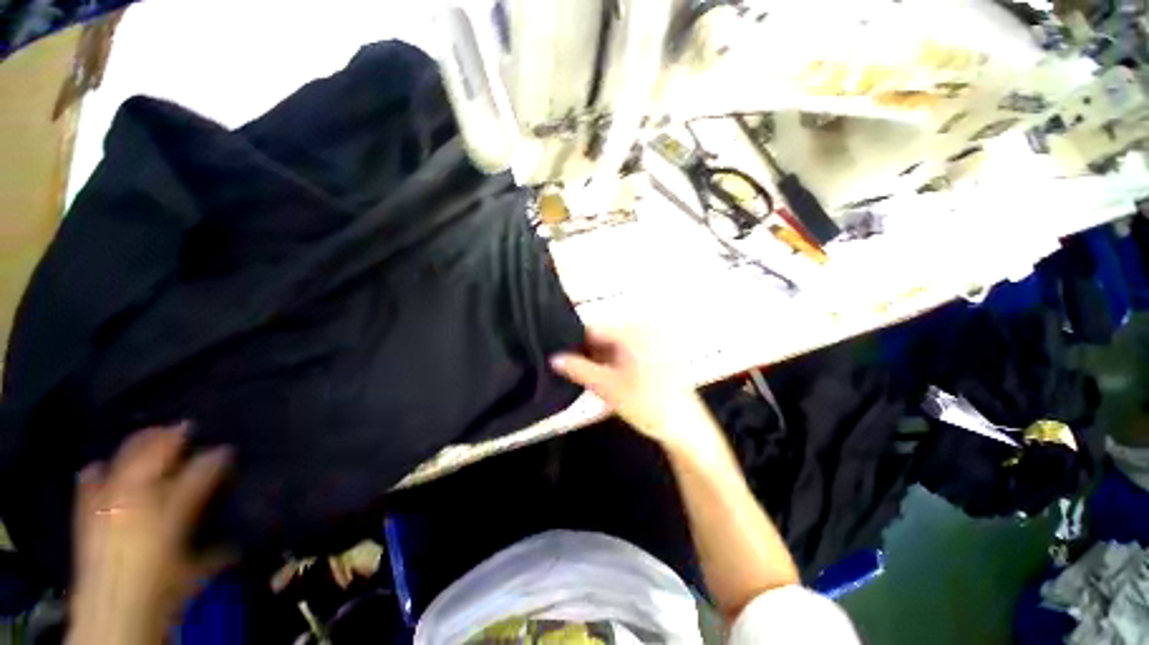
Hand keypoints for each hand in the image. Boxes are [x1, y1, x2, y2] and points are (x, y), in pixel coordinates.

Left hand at [68, 424, 231, 644]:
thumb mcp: (198, 573)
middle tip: (186, 425)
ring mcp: (108, 505)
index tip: (226, 450)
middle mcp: (136, 501)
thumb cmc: (162, 593)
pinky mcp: (87, 517)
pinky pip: (87, 486)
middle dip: (169, 439)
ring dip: (136, 447)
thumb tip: (235, 534)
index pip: (198, 475)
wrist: (113, 617)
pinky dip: (94, 474)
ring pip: (121, 463)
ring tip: (149, 433)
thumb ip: (218, 548)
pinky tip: (97, 465)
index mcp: (169, 512)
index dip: (215, 459)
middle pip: (153, 459)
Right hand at [550, 326, 718, 455]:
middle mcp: (642, 329)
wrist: (685, 426)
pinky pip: (625, 351)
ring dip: (599, 360)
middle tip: (571, 372)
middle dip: (587, 353)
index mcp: (632, 331)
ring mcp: (651, 340)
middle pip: (603, 337)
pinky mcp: (655, 352)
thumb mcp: (607, 387)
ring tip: (588, 378)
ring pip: (613, 345)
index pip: (593, 329)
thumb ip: (578, 369)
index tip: (560, 359)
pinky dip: (613, 363)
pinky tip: (606, 379)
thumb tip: (554, 358)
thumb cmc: (646, 404)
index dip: (573, 344)